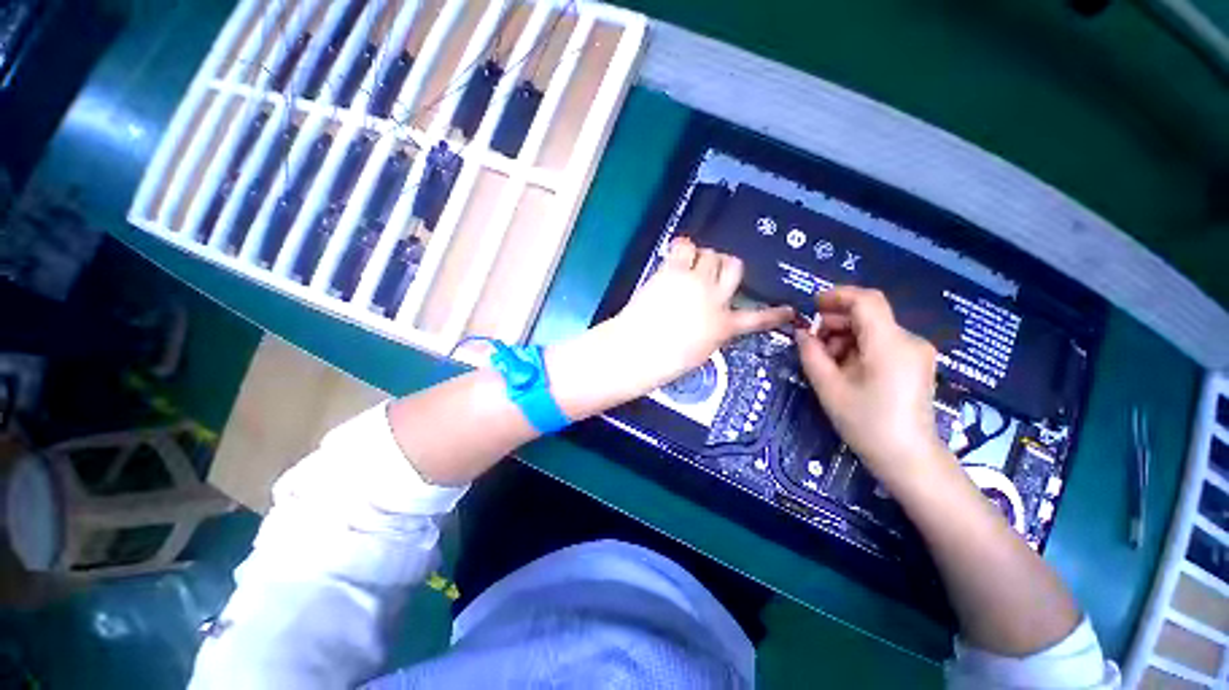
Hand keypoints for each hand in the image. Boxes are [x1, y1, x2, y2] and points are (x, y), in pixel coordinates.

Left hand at [544, 239, 792, 420]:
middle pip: (734, 267)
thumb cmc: (665, 361)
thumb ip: (712, 333)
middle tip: (710, 274)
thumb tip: (712, 321)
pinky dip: (683, 248)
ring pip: (711, 254)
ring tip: (690, 266)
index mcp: (724, 327)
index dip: (774, 314)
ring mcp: (696, 282)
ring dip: (704, 258)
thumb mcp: (699, 353)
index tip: (789, 311)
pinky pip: (685, 246)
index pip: (757, 319)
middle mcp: (716, 300)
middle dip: (725, 267)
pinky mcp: (673, 271)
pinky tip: (677, 255)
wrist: (638, 350)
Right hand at [795, 286, 948, 489]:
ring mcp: (915, 352)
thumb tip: (801, 332)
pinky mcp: (915, 363)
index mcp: (889, 344)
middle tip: (812, 344)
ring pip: (873, 329)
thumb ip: (811, 354)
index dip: (837, 296)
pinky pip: (881, 342)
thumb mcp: (828, 387)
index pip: (866, 300)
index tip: (812, 306)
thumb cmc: (866, 423)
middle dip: (835, 322)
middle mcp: (909, 340)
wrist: (908, 458)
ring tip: (826, 362)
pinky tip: (845, 368)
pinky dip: (858, 347)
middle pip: (868, 315)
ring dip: (844, 337)